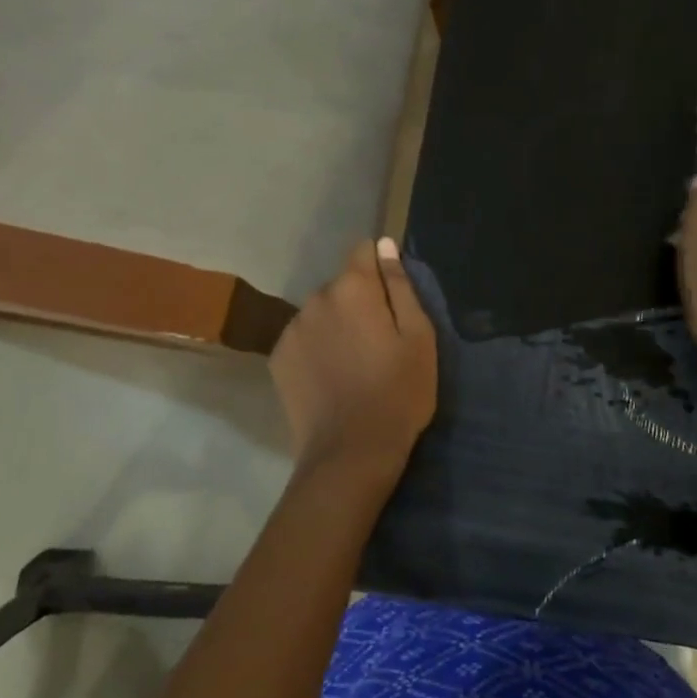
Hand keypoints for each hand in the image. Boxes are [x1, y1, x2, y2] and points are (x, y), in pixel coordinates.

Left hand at [271, 237, 436, 480]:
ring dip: (335, 324)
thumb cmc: (399, 392)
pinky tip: (331, 377)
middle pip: (342, 285)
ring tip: (353, 363)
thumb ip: (400, 285)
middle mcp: (316, 298)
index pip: (363, 250)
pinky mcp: (278, 357)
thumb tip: (384, 246)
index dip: (380, 268)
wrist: (352, 451)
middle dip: (359, 301)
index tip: (392, 298)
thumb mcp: (418, 337)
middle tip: (379, 341)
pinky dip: (316, 348)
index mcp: (353, 288)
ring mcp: (292, 329)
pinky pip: (303, 338)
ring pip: (321, 312)